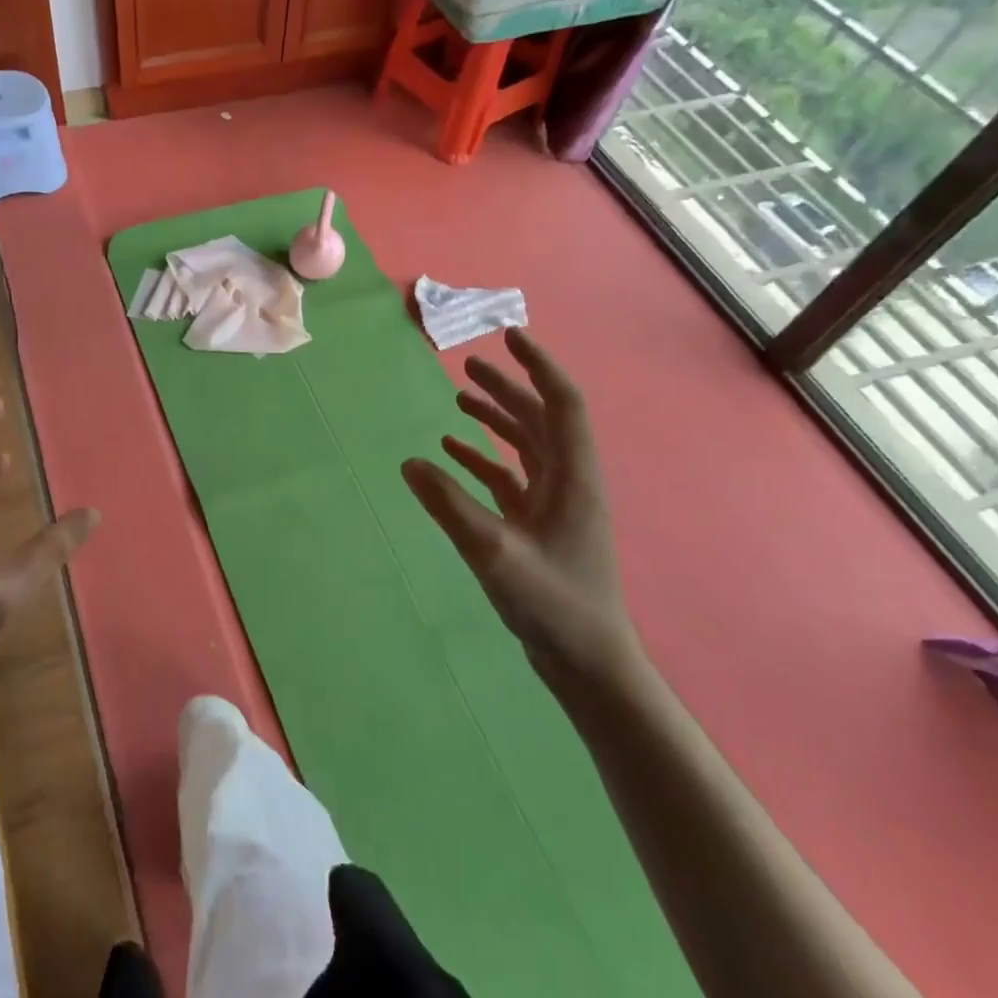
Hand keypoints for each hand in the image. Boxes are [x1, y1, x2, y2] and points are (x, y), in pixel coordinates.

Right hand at [401, 329, 646, 696]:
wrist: (587, 660)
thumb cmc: (552, 603)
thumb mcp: (493, 552)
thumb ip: (448, 505)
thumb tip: (409, 463)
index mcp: (572, 477)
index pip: (561, 404)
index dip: (537, 366)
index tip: (509, 337)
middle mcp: (568, 481)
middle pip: (541, 418)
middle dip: (508, 388)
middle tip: (470, 365)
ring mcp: (555, 504)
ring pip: (526, 445)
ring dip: (495, 420)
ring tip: (459, 399)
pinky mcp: (540, 524)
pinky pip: (511, 477)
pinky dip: (484, 459)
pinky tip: (452, 455)